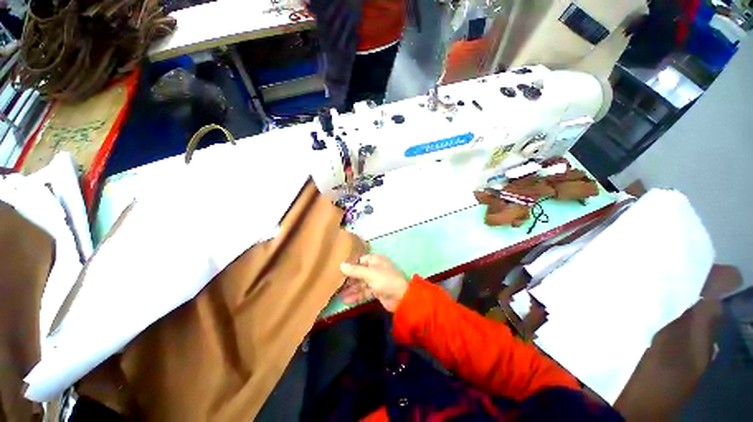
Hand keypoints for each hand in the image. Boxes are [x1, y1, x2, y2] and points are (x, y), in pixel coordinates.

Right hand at [340, 255, 408, 311]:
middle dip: (349, 279)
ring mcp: (376, 280)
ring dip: (351, 289)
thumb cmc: (385, 280)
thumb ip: (355, 270)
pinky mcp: (376, 291)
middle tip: (336, 284)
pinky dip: (357, 296)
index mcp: (375, 260)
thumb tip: (341, 265)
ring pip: (361, 283)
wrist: (401, 297)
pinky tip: (346, 301)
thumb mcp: (369, 273)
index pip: (360, 260)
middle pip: (360, 272)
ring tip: (338, 295)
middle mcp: (375, 269)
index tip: (338, 269)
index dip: (351, 265)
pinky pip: (364, 292)